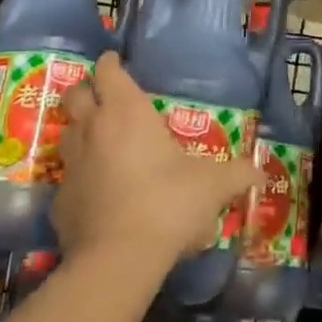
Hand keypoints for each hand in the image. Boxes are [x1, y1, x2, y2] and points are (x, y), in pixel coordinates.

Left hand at [53, 53, 259, 274]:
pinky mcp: (59, 200)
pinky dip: (80, 178)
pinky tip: (97, 193)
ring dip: (80, 131)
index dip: (111, 64)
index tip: (117, 62)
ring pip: (67, 133)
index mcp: (126, 112)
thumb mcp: (213, 186)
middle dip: (87, 91)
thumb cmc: (168, 203)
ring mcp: (71, 165)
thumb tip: (262, 173)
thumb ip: (238, 175)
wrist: (118, 259)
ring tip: (101, 142)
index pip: (108, 71)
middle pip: (75, 94)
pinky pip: (67, 178)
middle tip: (105, 98)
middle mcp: (92, 129)